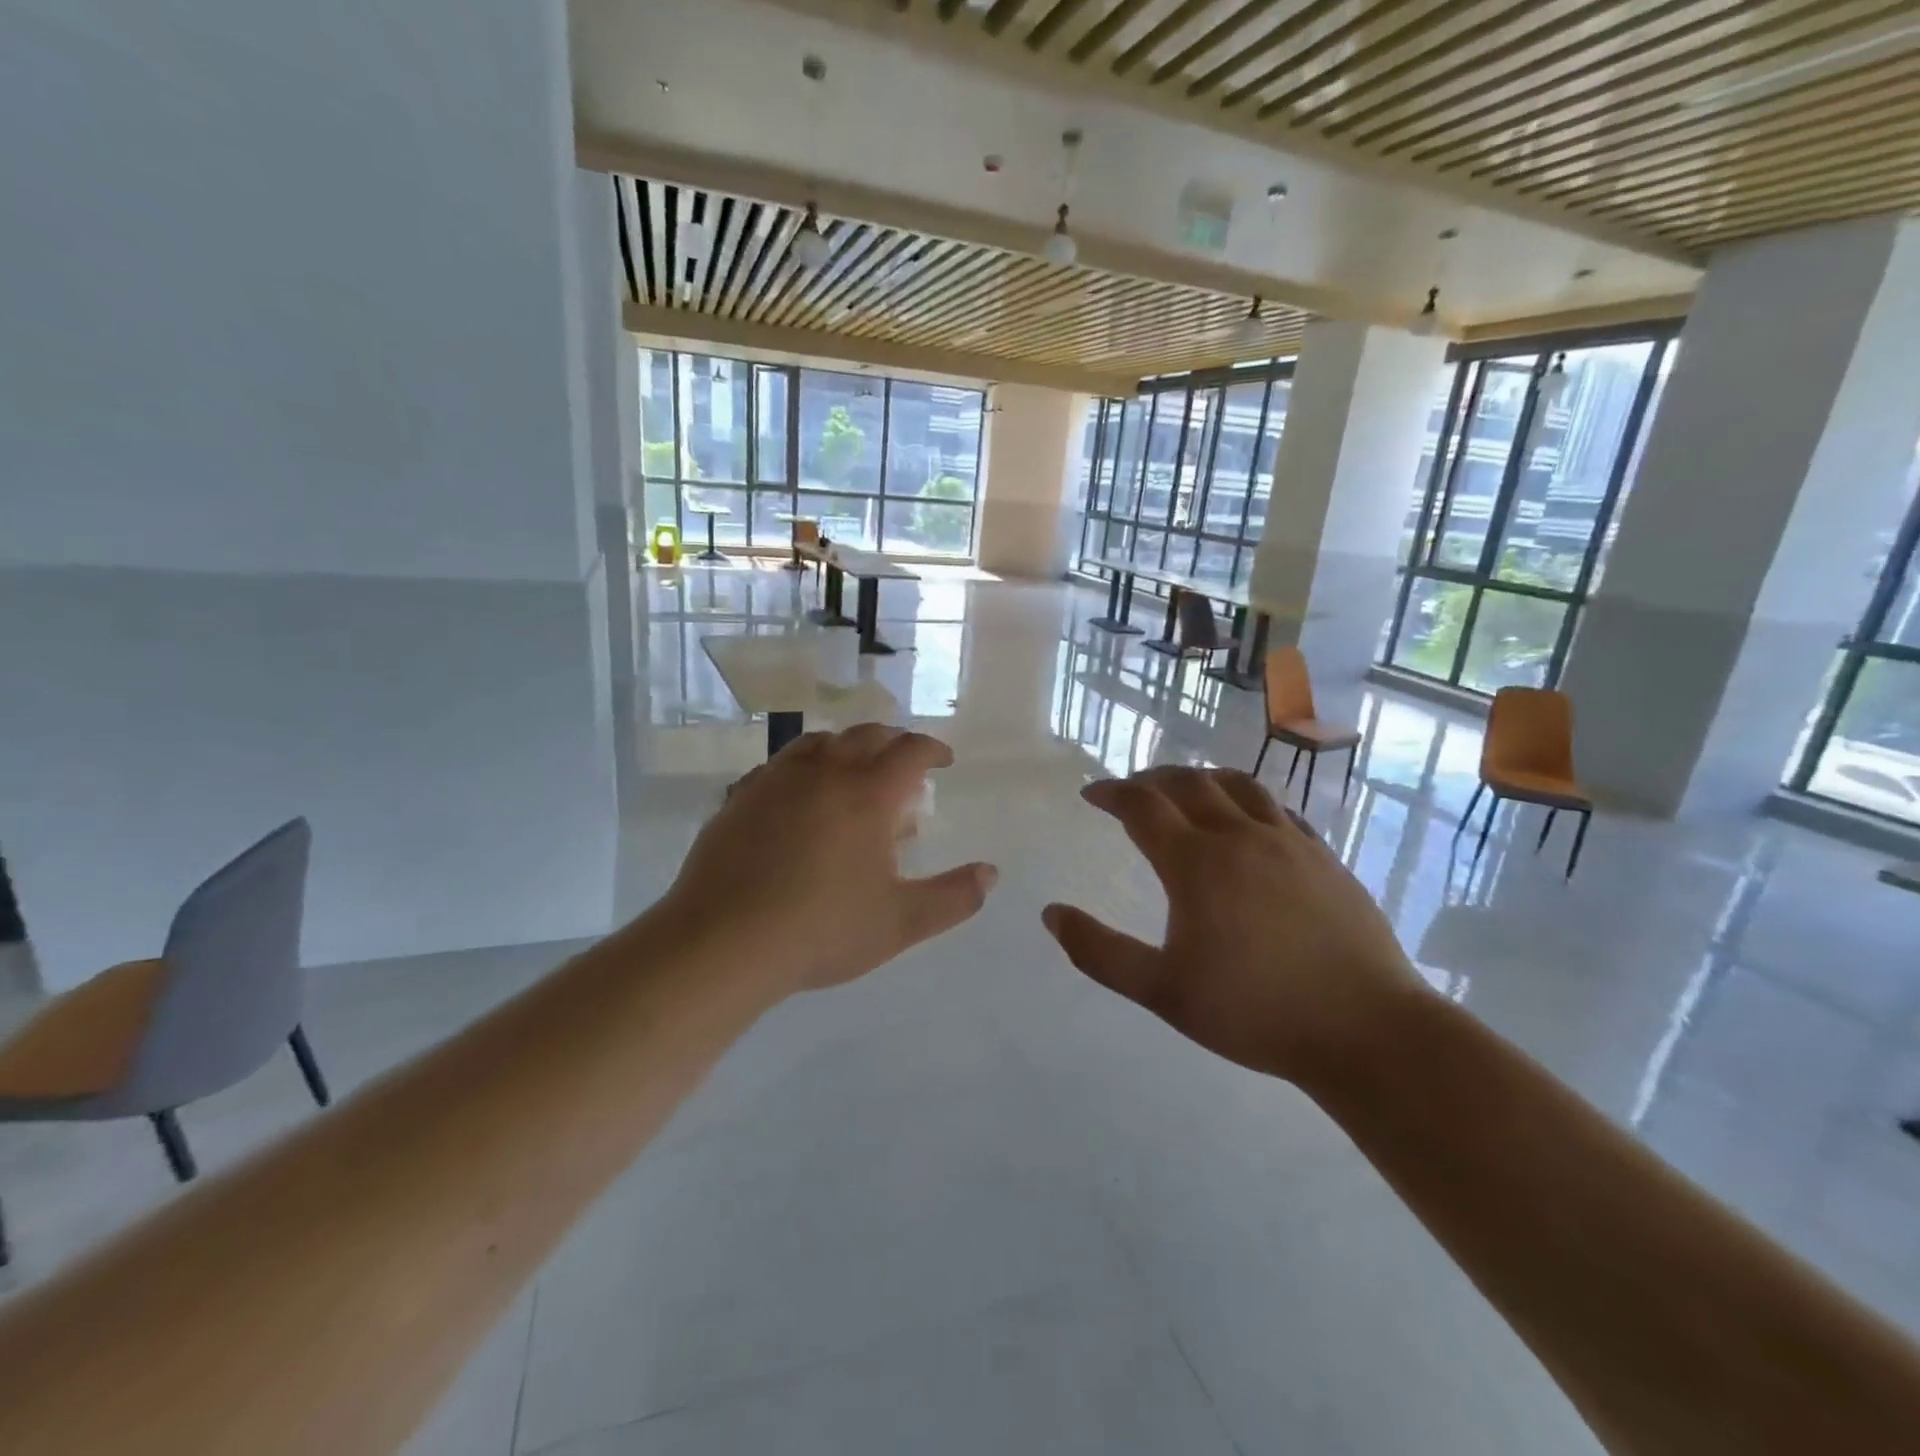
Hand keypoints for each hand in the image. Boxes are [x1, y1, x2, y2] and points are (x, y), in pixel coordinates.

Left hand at [665, 724, 997, 996]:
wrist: (723, 942)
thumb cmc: (822, 930)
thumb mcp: (901, 922)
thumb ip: (954, 897)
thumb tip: (991, 874)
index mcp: (867, 794)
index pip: (909, 751)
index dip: (932, 749)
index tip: (943, 760)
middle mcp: (823, 773)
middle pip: (865, 735)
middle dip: (893, 741)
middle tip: (904, 760)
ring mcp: (776, 781)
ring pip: (818, 742)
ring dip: (845, 746)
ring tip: (853, 769)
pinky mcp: (740, 798)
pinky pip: (780, 766)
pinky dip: (803, 767)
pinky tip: (800, 796)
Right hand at [1042, 766, 1421, 1082]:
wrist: (1366, 1030)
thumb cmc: (1254, 1011)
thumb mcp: (1162, 991)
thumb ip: (1100, 952)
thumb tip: (1051, 914)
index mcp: (1197, 862)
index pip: (1142, 806)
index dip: (1112, 793)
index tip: (1091, 794)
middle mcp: (1241, 836)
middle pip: (1188, 784)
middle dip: (1151, 779)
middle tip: (1131, 789)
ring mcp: (1289, 842)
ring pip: (1238, 785)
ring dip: (1201, 778)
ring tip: (1184, 789)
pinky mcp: (1324, 857)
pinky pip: (1278, 809)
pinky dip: (1248, 800)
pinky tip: (1248, 819)